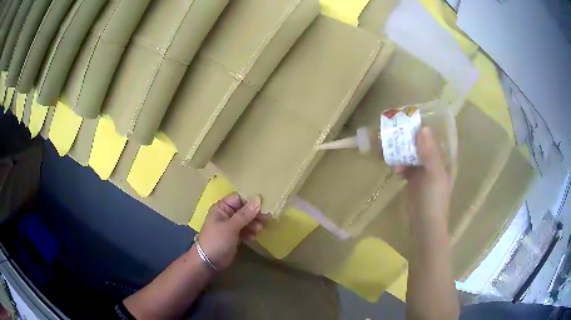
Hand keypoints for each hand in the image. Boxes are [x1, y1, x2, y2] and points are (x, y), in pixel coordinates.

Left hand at [195, 193, 264, 269]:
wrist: (209, 261)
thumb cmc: (217, 240)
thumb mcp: (231, 226)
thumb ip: (245, 214)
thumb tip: (258, 199)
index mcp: (221, 207)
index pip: (238, 198)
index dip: (250, 201)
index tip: (263, 205)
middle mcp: (226, 214)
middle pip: (243, 209)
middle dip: (254, 214)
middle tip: (265, 219)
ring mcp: (230, 225)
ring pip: (245, 220)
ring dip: (253, 223)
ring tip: (259, 229)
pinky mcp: (233, 235)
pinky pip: (244, 229)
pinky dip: (250, 231)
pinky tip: (253, 236)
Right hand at [395, 127, 451, 221]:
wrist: (425, 224)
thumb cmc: (434, 199)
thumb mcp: (434, 174)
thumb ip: (429, 152)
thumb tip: (423, 128)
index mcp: (441, 160)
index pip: (431, 139)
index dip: (421, 129)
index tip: (407, 120)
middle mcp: (432, 163)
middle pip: (419, 145)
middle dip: (408, 140)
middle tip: (394, 133)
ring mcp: (422, 172)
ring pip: (410, 156)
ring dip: (401, 153)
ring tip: (392, 152)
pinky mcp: (412, 180)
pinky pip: (404, 167)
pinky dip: (399, 166)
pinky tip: (394, 169)